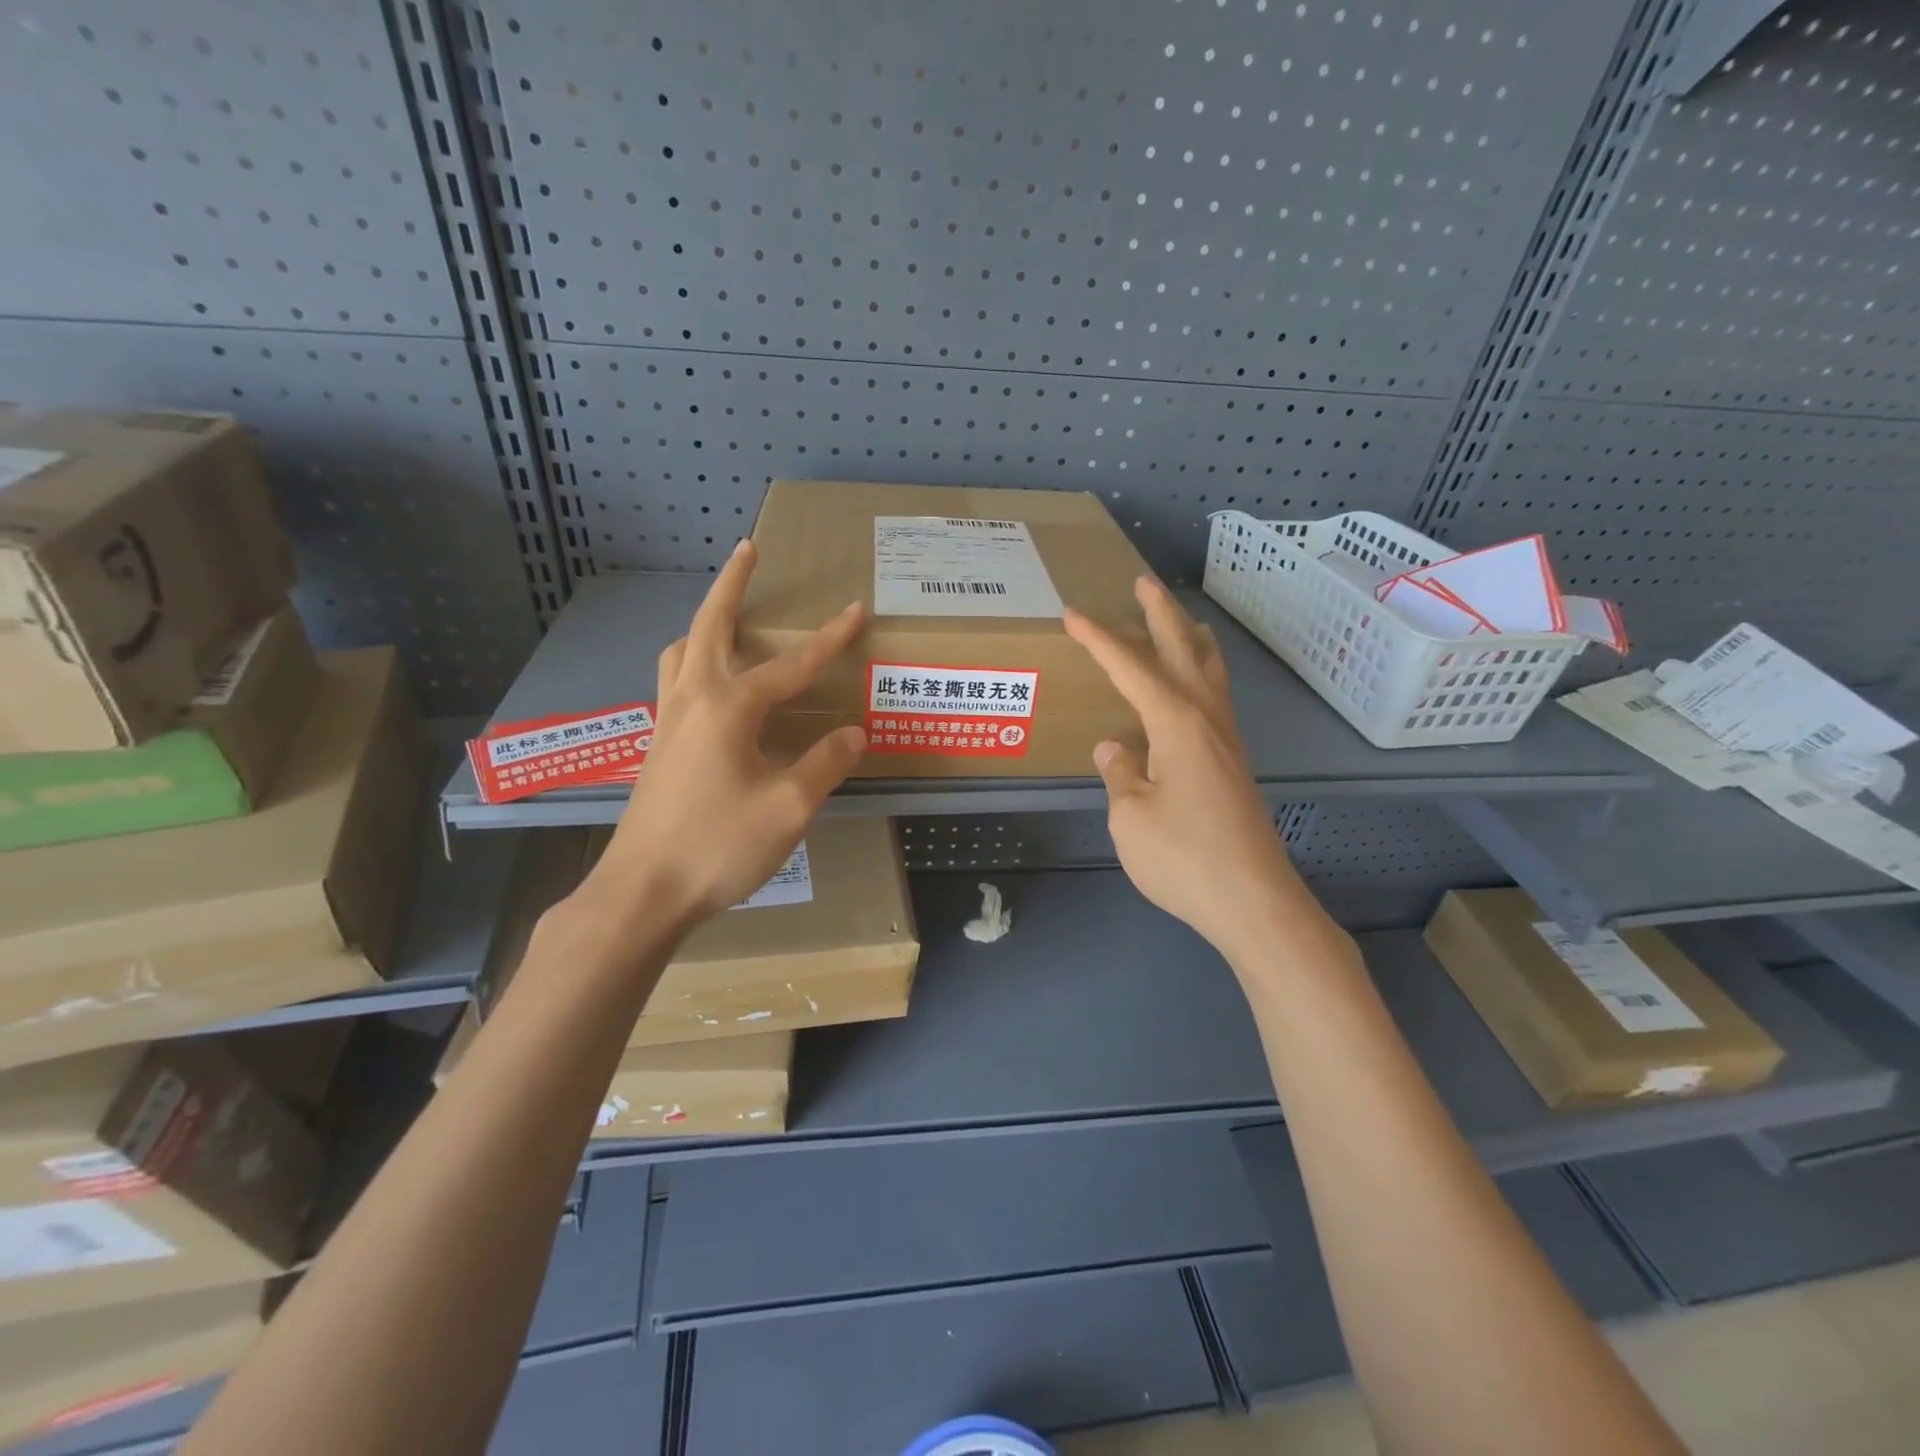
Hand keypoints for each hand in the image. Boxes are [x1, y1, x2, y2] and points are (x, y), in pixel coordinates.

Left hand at [573, 540, 867, 933]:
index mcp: (729, 708)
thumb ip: (825, 763)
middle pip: (710, 627)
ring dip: (703, 624)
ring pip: (680, 653)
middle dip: (731, 585)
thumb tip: (853, 732)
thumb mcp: (789, 807)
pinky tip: (709, 689)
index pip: (791, 664)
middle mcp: (693, 701)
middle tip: (748, 551)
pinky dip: (690, 662)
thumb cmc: (718, 846)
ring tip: (725, 618)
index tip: (857, 609)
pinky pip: (673, 683)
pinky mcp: (658, 747)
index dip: (829, 638)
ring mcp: (667, 723)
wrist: (643, 892)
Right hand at [1065, 577, 1305, 952]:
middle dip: (1162, 616)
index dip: (1100, 641)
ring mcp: (1227, 744)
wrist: (1255, 903)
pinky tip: (1191, 692)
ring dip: (1191, 641)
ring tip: (1180, 622)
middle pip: (1185, 652)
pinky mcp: (1234, 767)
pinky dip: (1201, 677)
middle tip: (1144, 583)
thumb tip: (1114, 748)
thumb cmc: (1185, 858)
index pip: (1131, 669)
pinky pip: (1215, 702)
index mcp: (1177, 724)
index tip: (1073, 615)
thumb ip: (1120, 775)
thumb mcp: (1131, 817)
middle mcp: (1207, 721)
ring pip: (1210, 675)